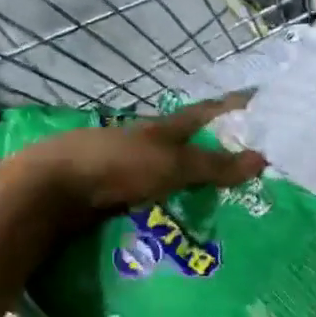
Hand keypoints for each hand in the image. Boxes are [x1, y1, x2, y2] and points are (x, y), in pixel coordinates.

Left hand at [37, 94, 266, 213]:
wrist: (52, 190)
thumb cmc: (116, 166)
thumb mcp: (172, 164)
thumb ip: (214, 165)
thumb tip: (263, 159)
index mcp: (163, 127)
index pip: (207, 111)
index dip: (233, 106)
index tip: (259, 102)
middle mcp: (147, 142)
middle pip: (189, 141)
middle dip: (217, 148)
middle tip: (250, 162)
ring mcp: (127, 166)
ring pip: (170, 169)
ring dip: (194, 178)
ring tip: (224, 197)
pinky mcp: (113, 191)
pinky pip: (154, 194)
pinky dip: (173, 200)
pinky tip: (185, 214)